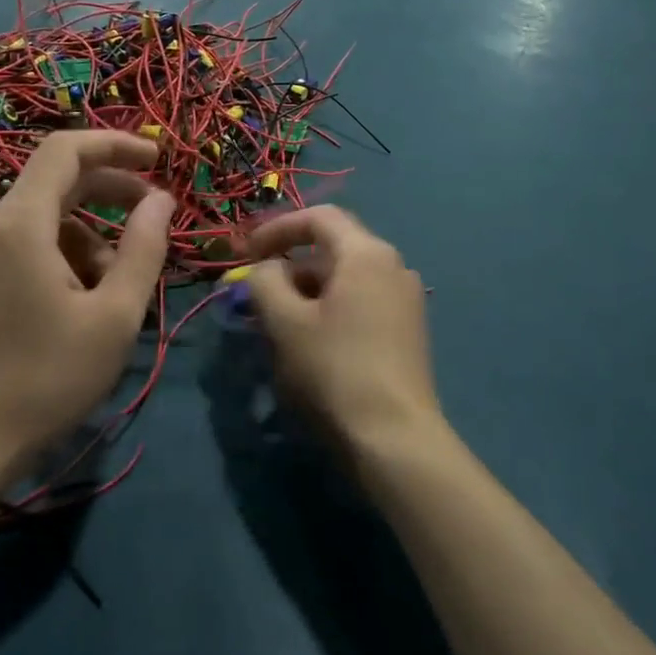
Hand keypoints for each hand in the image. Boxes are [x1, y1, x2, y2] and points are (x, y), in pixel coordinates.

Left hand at [0, 131, 172, 480]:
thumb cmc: (44, 379)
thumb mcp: (114, 315)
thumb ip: (143, 248)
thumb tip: (162, 199)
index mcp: (20, 222)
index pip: (66, 150)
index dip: (116, 144)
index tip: (158, 158)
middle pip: (58, 181)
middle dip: (111, 191)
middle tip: (155, 215)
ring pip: (46, 218)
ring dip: (91, 235)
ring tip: (116, 287)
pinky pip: (25, 242)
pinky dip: (63, 254)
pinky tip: (80, 300)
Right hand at [242, 207, 438, 454]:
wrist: (395, 437)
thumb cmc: (335, 370)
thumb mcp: (285, 322)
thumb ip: (265, 281)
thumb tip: (266, 268)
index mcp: (366, 253)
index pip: (318, 217)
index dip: (277, 228)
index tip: (247, 253)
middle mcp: (393, 265)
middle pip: (334, 246)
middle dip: (291, 262)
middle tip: (258, 290)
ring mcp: (406, 297)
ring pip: (347, 276)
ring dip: (309, 287)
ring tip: (279, 319)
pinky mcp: (408, 328)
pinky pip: (362, 299)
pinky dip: (331, 306)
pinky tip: (313, 338)